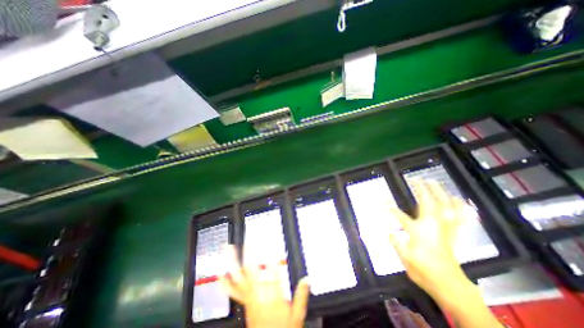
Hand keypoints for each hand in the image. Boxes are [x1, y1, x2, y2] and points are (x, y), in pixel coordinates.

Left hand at [221, 246, 309, 327]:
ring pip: (239, 277)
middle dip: (249, 253)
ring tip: (229, 248)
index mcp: (272, 296)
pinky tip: (221, 273)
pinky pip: (232, 291)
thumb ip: (301, 295)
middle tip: (248, 239)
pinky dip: (225, 282)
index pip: (273, 272)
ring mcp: (248, 296)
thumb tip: (306, 278)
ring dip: (234, 262)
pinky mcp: (244, 301)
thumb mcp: (297, 314)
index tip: (275, 246)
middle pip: (252, 270)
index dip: (274, 258)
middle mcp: (258, 293)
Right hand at [389, 179, 468, 296]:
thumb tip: (390, 231)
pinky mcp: (452, 233)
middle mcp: (432, 227)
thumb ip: (396, 243)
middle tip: (418, 179)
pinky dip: (458, 206)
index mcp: (418, 232)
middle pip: (428, 204)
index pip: (400, 215)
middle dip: (422, 190)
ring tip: (435, 182)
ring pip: (445, 206)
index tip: (382, 201)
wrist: (449, 285)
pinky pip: (458, 216)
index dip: (390, 207)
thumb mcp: (405, 259)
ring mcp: (444, 229)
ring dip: (440, 193)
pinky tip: (457, 199)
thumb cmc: (424, 271)